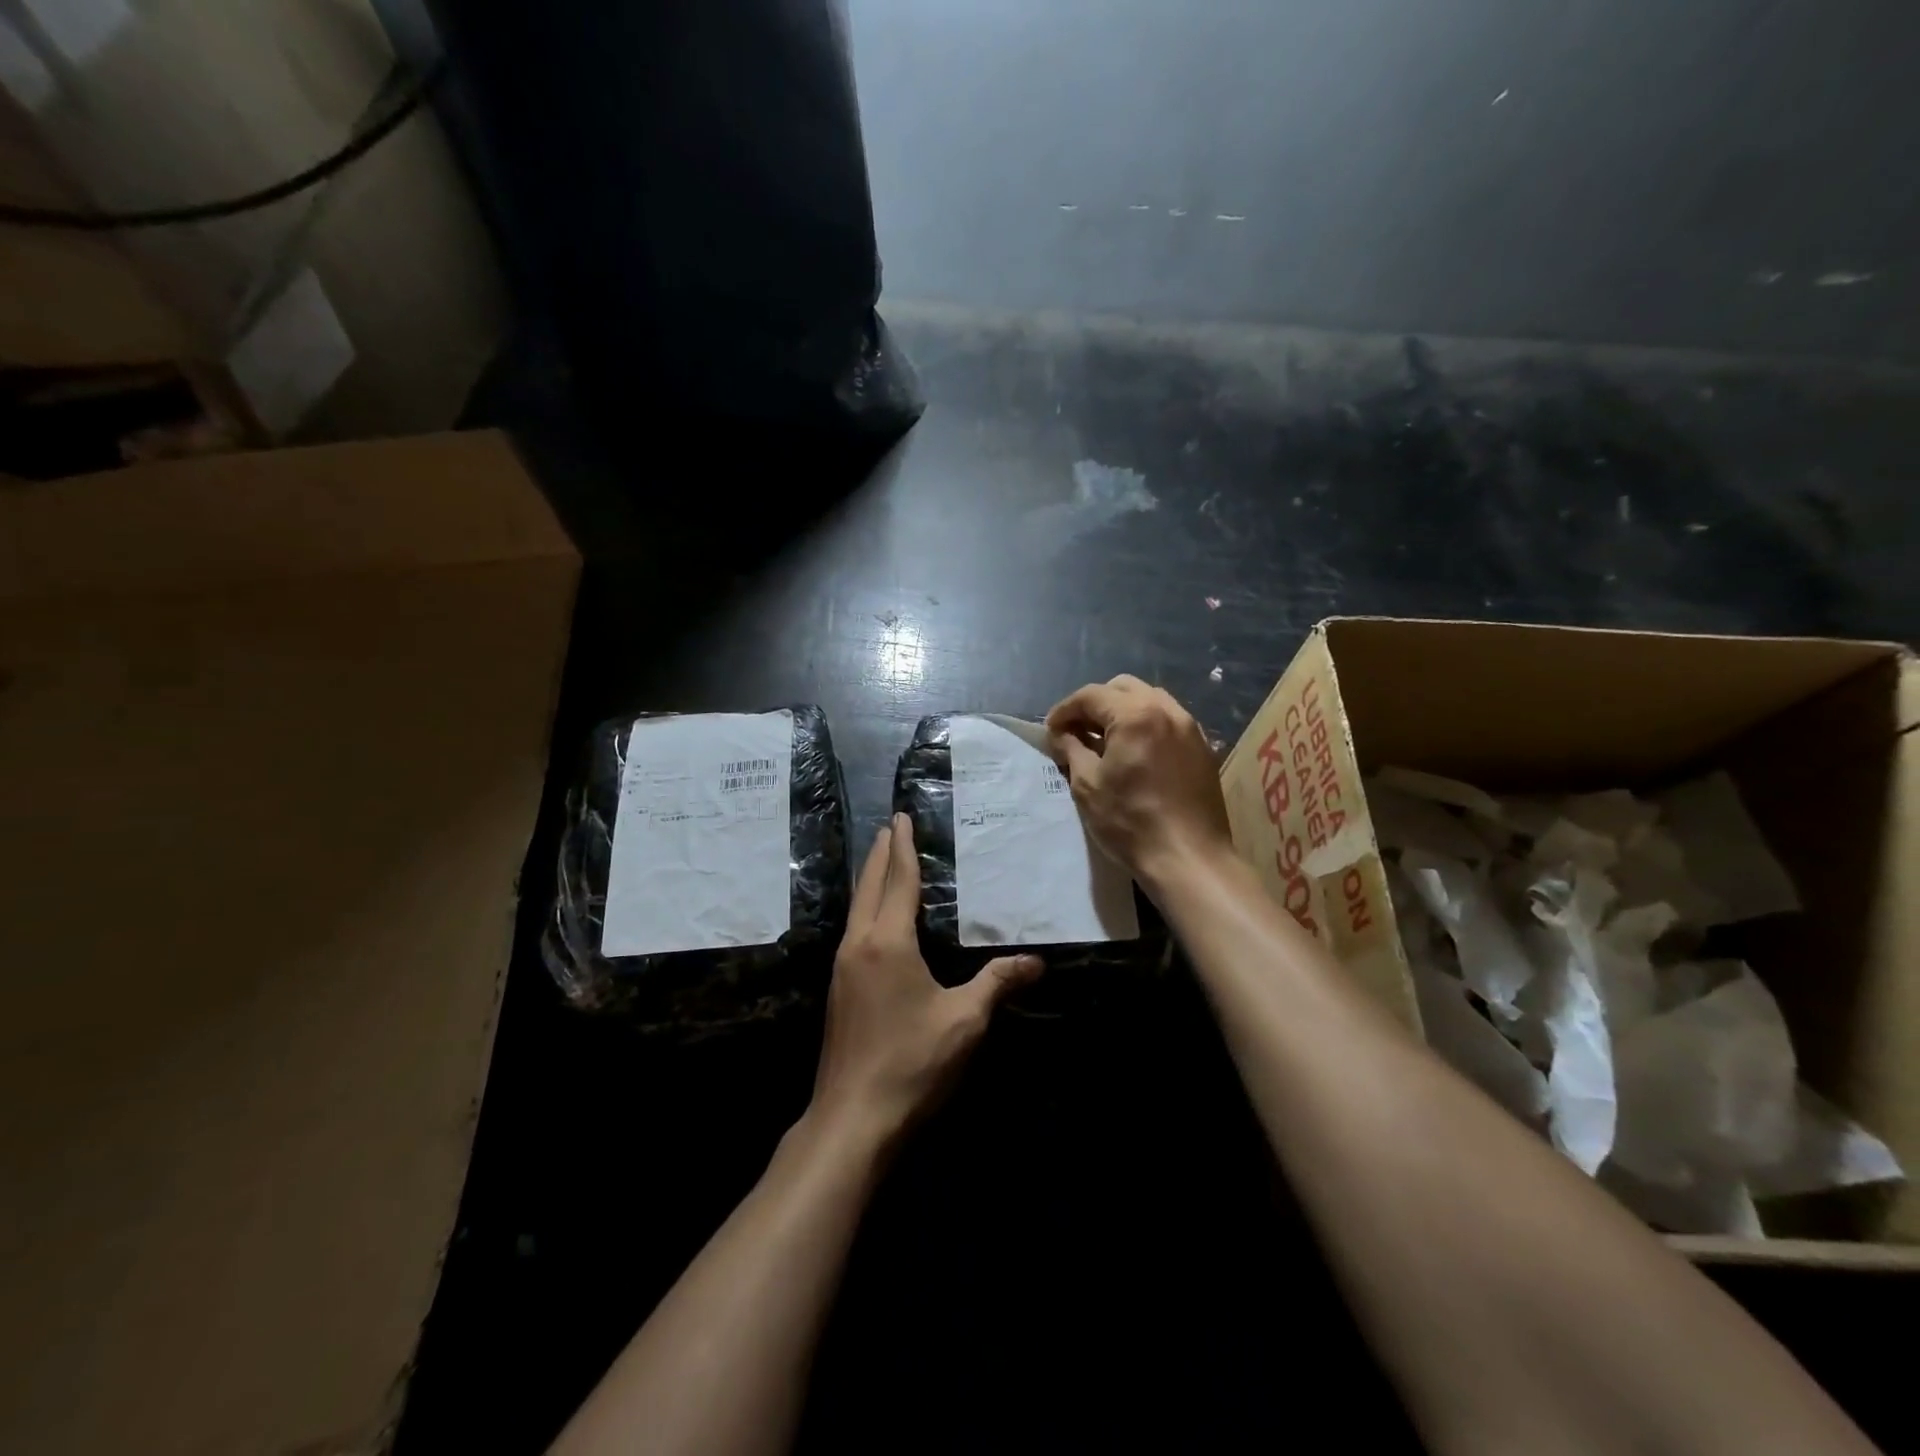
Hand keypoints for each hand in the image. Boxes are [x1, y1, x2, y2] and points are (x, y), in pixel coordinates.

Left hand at [810, 814, 1041, 1144]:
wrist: (851, 1119)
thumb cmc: (911, 1063)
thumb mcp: (964, 1021)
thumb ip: (997, 984)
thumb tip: (1036, 961)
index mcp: (887, 942)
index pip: (897, 880)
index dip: (902, 847)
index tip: (900, 817)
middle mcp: (858, 944)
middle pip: (868, 886)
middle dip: (879, 854)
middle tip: (889, 827)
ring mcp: (843, 968)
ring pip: (856, 908)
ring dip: (869, 880)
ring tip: (882, 862)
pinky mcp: (839, 990)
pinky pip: (853, 930)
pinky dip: (866, 908)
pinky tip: (875, 919)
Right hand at [1046, 675, 1233, 889]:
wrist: (1189, 858)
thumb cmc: (1130, 822)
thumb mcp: (1087, 785)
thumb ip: (1071, 749)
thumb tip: (1061, 734)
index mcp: (1135, 714)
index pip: (1091, 696)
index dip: (1064, 710)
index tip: (1050, 731)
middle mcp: (1166, 710)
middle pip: (1122, 688)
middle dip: (1094, 705)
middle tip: (1076, 732)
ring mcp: (1189, 727)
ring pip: (1149, 700)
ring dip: (1121, 711)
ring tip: (1104, 741)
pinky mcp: (1202, 747)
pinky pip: (1167, 720)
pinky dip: (1145, 725)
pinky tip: (1133, 753)